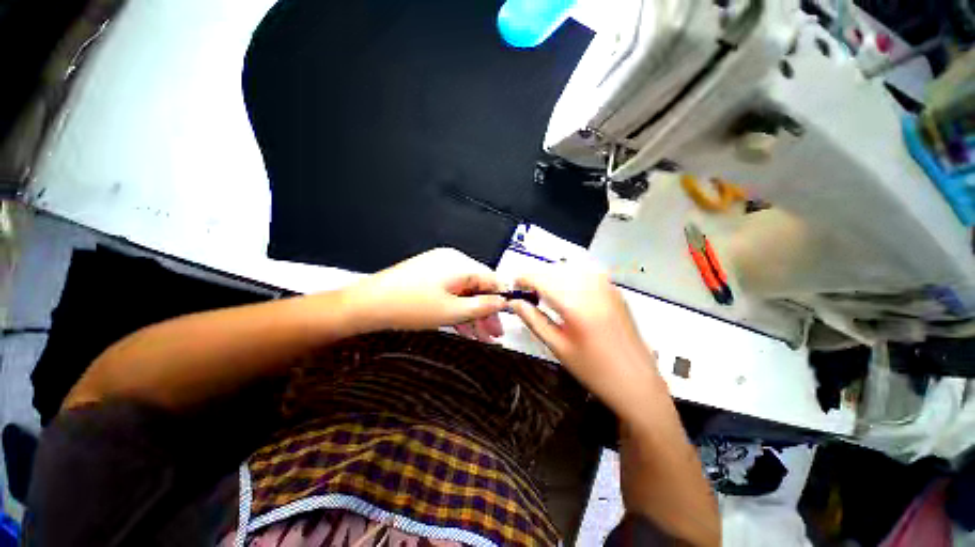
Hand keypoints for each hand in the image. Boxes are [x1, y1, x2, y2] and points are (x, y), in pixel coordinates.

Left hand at [346, 248, 505, 341]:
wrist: (366, 305)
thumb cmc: (409, 307)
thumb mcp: (452, 311)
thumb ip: (482, 306)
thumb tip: (502, 301)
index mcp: (460, 264)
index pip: (491, 279)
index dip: (501, 299)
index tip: (507, 317)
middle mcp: (451, 261)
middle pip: (478, 286)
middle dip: (486, 311)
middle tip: (494, 333)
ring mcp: (438, 268)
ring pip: (464, 291)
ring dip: (473, 313)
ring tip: (481, 336)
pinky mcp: (428, 276)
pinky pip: (451, 291)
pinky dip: (458, 308)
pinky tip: (464, 327)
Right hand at [509, 262, 663, 418]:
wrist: (638, 382)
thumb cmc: (594, 370)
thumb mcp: (557, 346)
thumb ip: (533, 320)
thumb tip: (514, 302)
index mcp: (575, 304)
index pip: (540, 278)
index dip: (522, 278)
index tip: (513, 287)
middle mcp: (591, 287)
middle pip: (553, 269)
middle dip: (536, 277)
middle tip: (527, 295)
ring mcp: (606, 285)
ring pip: (568, 268)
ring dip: (551, 276)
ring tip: (544, 295)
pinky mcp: (613, 288)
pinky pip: (584, 272)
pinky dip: (568, 277)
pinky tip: (566, 293)